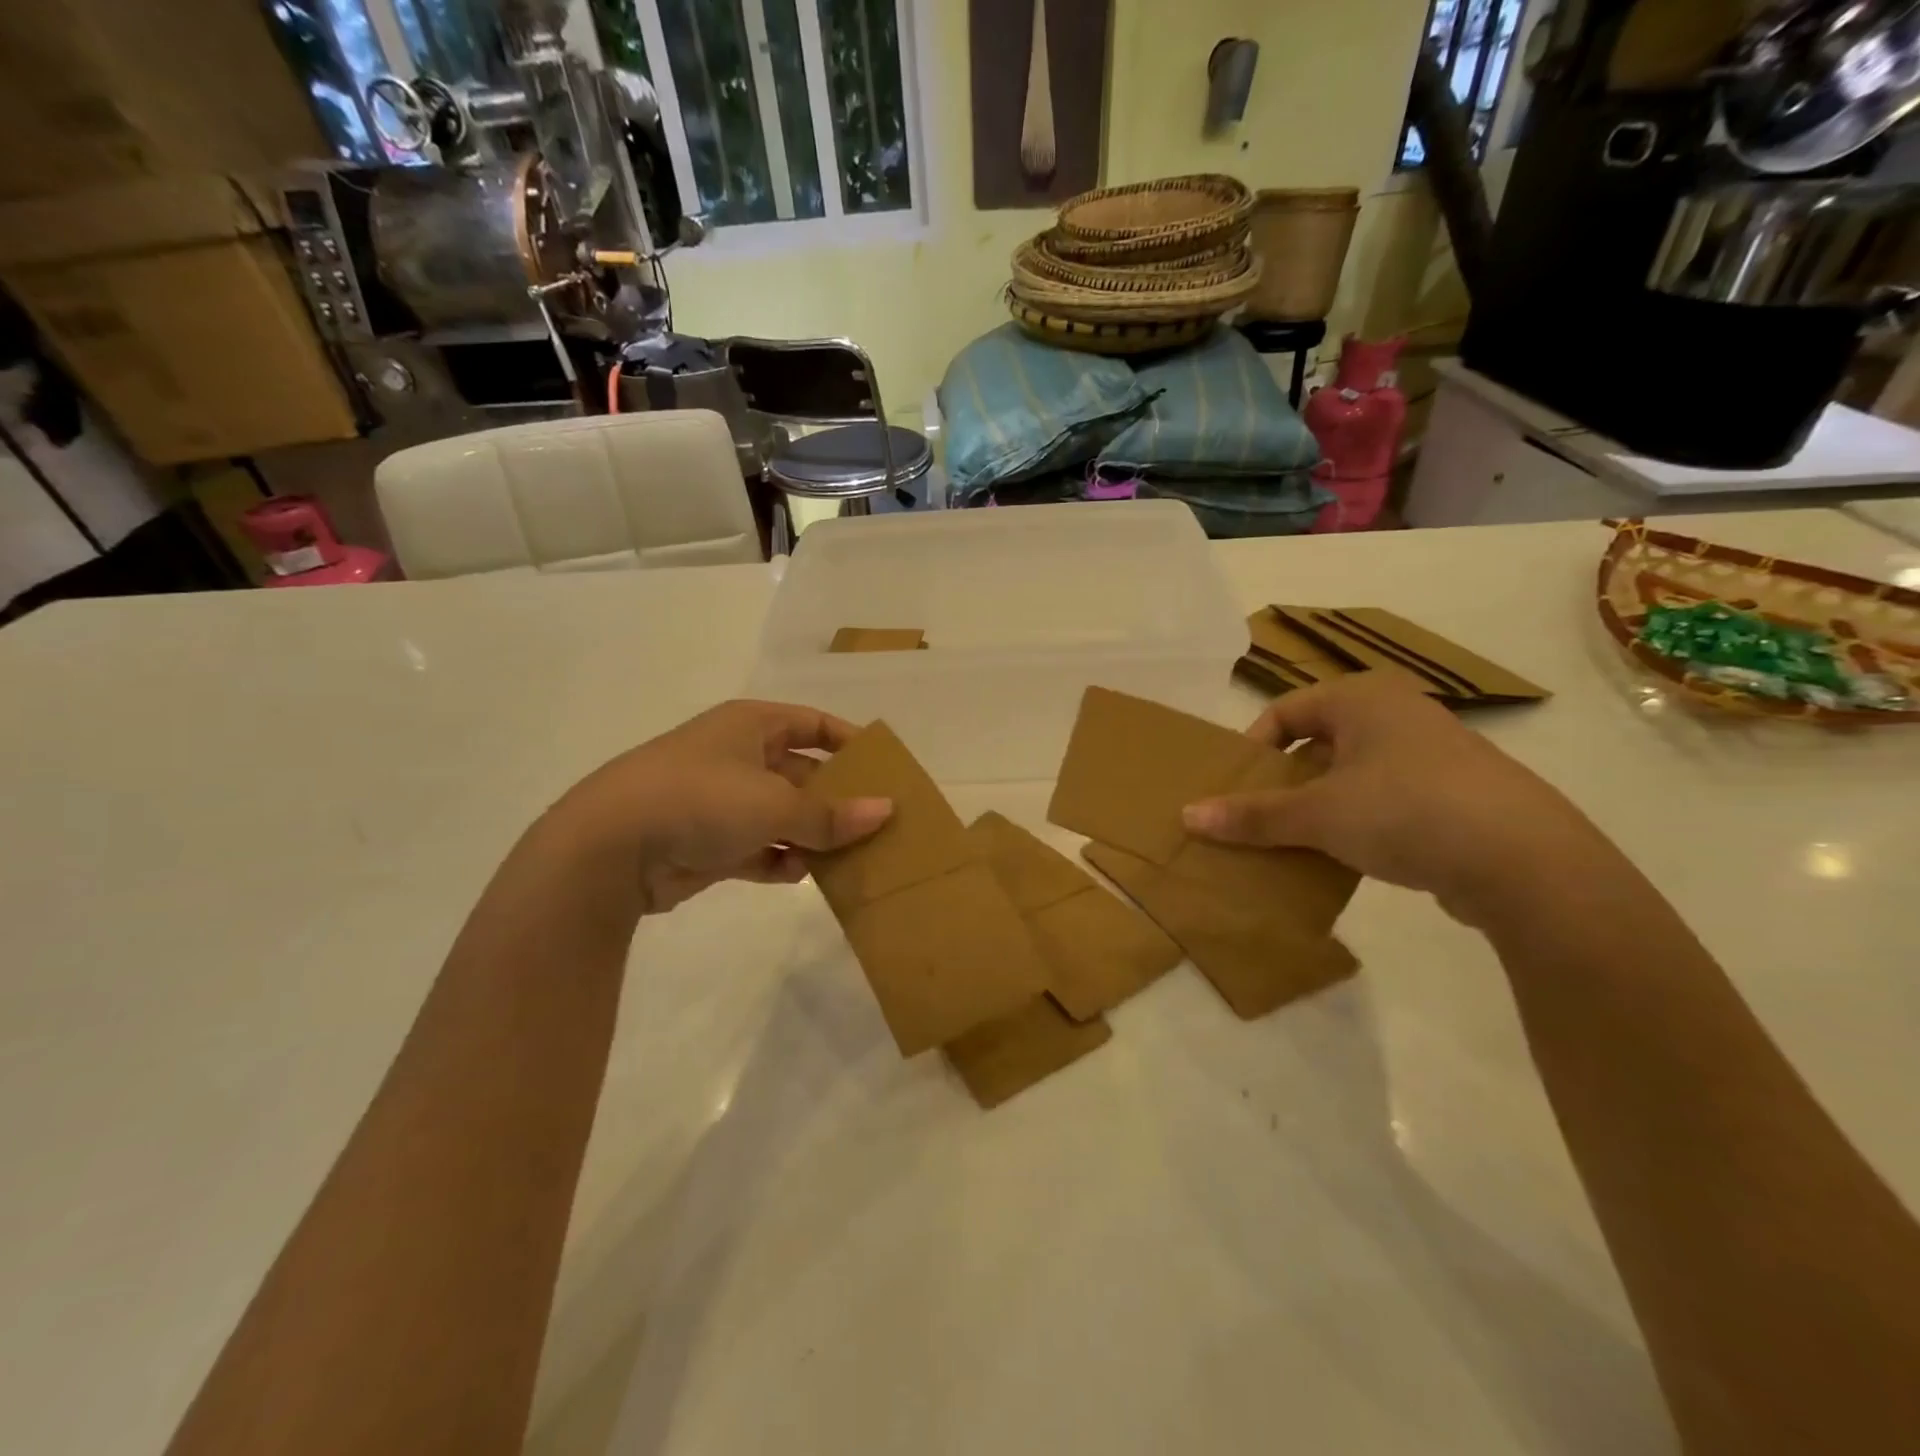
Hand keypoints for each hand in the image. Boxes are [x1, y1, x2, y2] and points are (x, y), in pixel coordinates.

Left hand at [551, 700, 891, 914]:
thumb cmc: (702, 799)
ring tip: (849, 858)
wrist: (610, 848)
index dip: (850, 742)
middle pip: (802, 774)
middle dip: (836, 800)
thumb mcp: (776, 803)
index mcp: (752, 726)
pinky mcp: (707, 843)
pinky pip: (758, 848)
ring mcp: (720, 802)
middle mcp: (738, 757)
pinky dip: (778, 860)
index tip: (884, 769)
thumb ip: (832, 814)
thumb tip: (885, 811)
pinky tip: (799, 874)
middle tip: (876, 825)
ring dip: (810, 836)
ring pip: (782, 816)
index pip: (813, 724)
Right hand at [1182, 674, 1603, 923]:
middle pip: (1317, 741)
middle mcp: (1397, 713)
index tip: (1237, 789)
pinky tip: (1348, 857)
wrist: (1525, 861)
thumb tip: (1187, 816)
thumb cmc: (1404, 810)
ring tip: (1298, 842)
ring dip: (1319, 805)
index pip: (1285, 711)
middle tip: (1260, 817)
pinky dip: (1358, 821)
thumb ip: (1252, 815)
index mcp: (1362, 697)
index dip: (1253, 749)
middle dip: (1285, 780)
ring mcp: (1432, 752)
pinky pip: (1385, 798)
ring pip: (1351, 772)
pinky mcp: (1454, 794)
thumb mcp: (1317, 814)